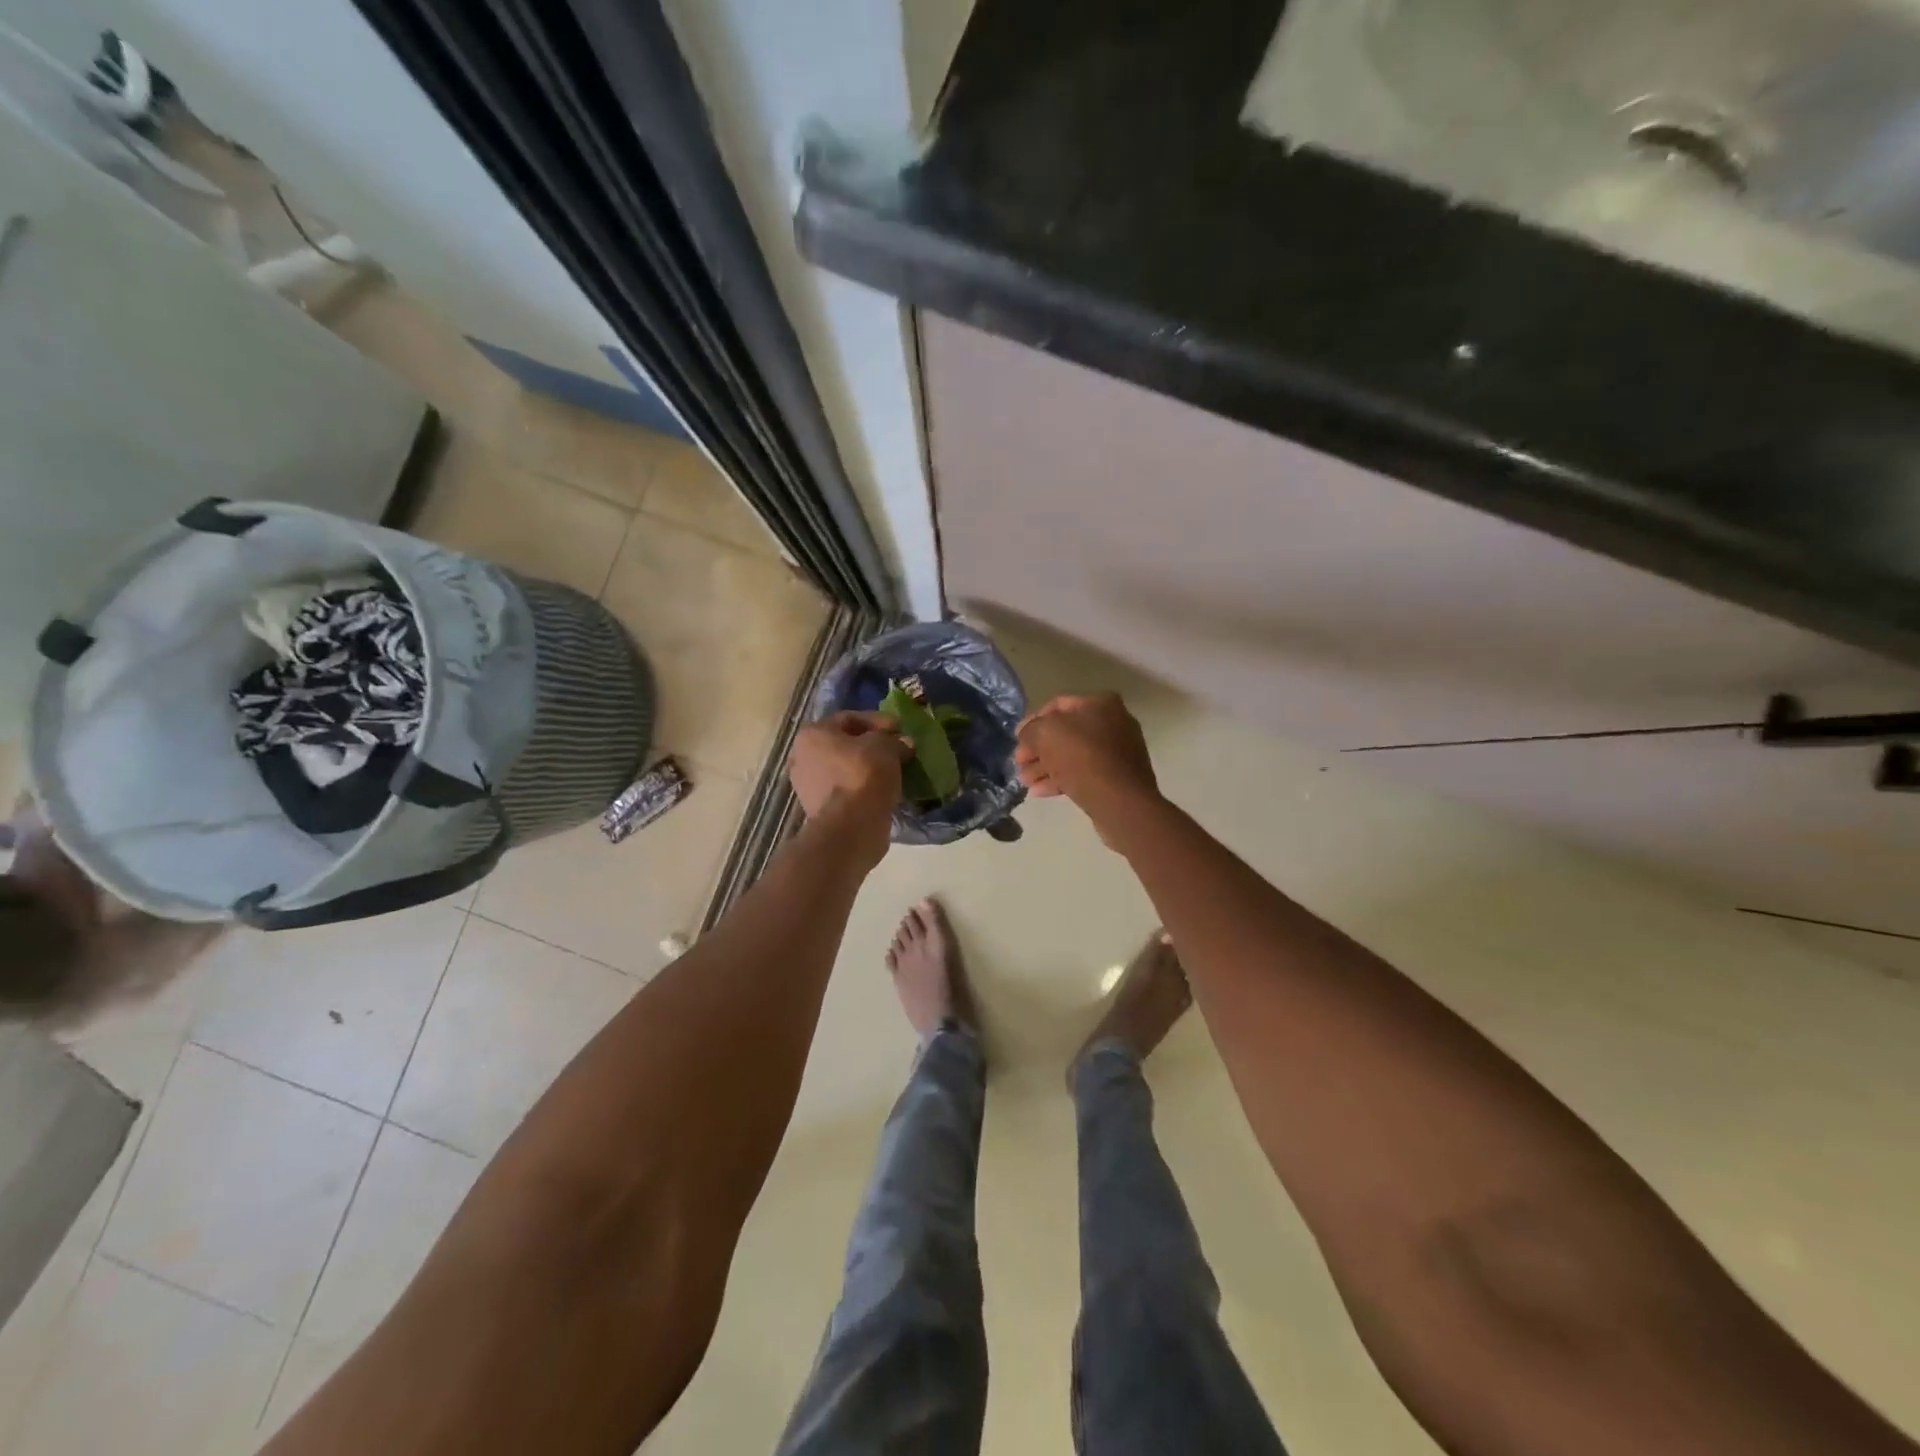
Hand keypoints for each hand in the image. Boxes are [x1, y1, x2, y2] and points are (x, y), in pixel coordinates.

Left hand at [788, 713, 911, 863]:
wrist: (851, 826)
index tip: (899, 729)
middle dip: (871, 745)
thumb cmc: (864, 774)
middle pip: (843, 744)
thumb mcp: (886, 747)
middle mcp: (802, 757)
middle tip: (896, 749)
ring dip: (867, 767)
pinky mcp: (817, 809)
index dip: (878, 721)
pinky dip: (862, 787)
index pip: (849, 718)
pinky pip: (844, 789)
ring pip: (843, 768)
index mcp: (812, 734)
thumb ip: (894, 741)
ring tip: (892, 770)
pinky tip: (882, 789)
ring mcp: (806, 785)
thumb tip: (903, 744)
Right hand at [1015, 694, 1161, 839]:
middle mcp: (1112, 722)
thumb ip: (1029, 730)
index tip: (1016, 740)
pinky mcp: (1116, 777)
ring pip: (1072, 755)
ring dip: (1045, 767)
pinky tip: (1039, 792)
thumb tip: (1026, 734)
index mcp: (1099, 703)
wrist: (1121, 802)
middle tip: (1018, 764)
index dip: (1032, 721)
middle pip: (1064, 732)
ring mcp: (1116, 751)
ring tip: (1025, 782)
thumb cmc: (1082, 758)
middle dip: (1037, 749)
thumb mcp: (1045, 734)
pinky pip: (1083, 773)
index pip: (1056, 705)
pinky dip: (1060, 779)